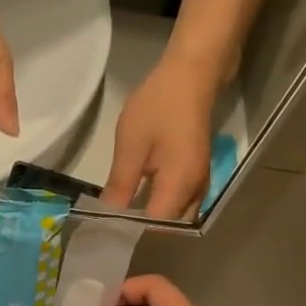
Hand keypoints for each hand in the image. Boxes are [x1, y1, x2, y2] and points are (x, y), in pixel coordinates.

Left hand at [103, 53, 218, 219]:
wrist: (192, 74)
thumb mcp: (131, 145)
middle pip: (169, 225)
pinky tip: (140, 196)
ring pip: (177, 214)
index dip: (131, 230)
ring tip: (123, 213)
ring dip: (152, 216)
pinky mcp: (197, 171)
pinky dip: (161, 203)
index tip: (106, 230)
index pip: (155, 225)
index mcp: (180, 187)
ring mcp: (200, 181)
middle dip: (143, 228)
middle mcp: (196, 191)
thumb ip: (121, 184)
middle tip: (112, 224)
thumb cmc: (159, 106)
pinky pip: (180, 200)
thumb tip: (109, 214)